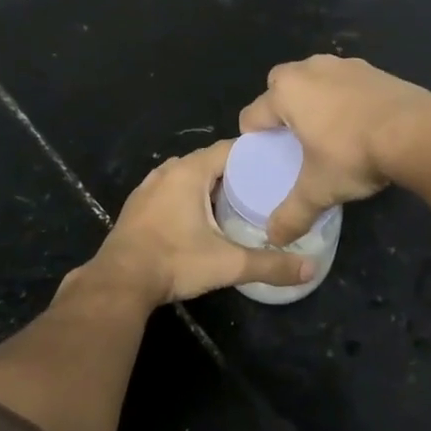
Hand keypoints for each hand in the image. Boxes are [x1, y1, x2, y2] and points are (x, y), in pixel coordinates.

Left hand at [70, 141, 313, 309]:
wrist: (120, 282)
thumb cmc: (175, 262)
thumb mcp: (228, 263)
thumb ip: (270, 265)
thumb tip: (310, 269)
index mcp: (189, 171)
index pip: (230, 148)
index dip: (254, 155)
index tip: (277, 166)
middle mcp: (168, 170)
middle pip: (209, 161)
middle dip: (235, 172)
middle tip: (263, 187)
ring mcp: (149, 186)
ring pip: (188, 175)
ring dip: (210, 184)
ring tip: (237, 201)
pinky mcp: (138, 205)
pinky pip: (171, 189)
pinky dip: (188, 195)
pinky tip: (201, 217)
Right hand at [239, 54, 430, 244]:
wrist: (418, 132)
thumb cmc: (353, 154)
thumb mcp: (318, 190)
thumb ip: (292, 214)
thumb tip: (273, 238)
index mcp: (286, 92)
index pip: (252, 114)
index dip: (254, 138)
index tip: (266, 156)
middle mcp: (309, 69)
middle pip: (280, 86)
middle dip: (281, 109)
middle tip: (294, 140)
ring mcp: (344, 65)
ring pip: (315, 79)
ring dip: (315, 100)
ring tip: (328, 131)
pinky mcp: (374, 69)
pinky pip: (346, 82)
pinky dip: (345, 99)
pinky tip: (359, 124)